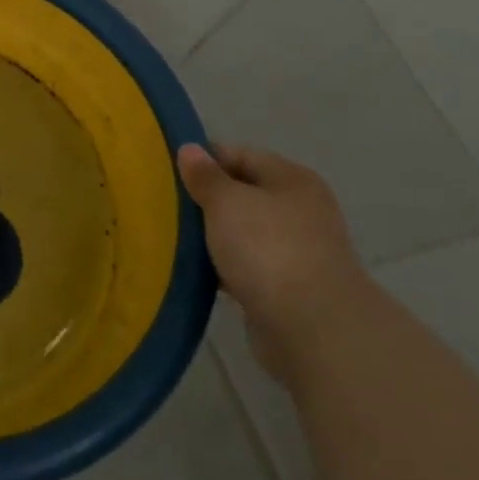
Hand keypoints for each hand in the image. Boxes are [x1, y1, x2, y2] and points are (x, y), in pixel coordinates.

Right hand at [177, 143, 372, 380]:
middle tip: (164, 203)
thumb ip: (205, 175)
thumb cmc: (268, 249)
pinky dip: (224, 266)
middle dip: (205, 199)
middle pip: (242, 193)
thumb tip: (190, 149)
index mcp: (291, 179)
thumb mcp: (226, 202)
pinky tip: (197, 270)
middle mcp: (300, 209)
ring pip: (243, 232)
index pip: (239, 154)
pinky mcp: (288, 288)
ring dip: (213, 235)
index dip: (203, 158)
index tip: (165, 170)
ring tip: (172, 236)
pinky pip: (246, 266)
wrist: (314, 330)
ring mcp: (297, 251)